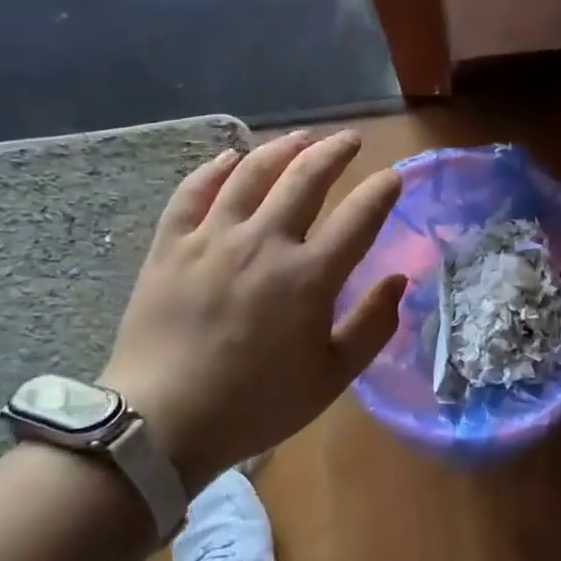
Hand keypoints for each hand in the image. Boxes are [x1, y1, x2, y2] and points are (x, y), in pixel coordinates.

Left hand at [99, 129, 405, 490]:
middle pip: (306, 178)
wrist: (162, 423)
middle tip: (350, 140)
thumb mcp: (331, 377)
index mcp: (309, 277)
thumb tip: (399, 280)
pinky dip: (215, 168)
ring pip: (251, 173)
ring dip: (282, 149)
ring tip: (300, 137)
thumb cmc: (256, 404)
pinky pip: (193, 191)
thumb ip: (372, 326)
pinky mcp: (170, 245)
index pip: (358, 217)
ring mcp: (212, 238)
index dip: (381, 191)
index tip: (394, 175)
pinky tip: (230, 157)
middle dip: (334, 152)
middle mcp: (264, 243)